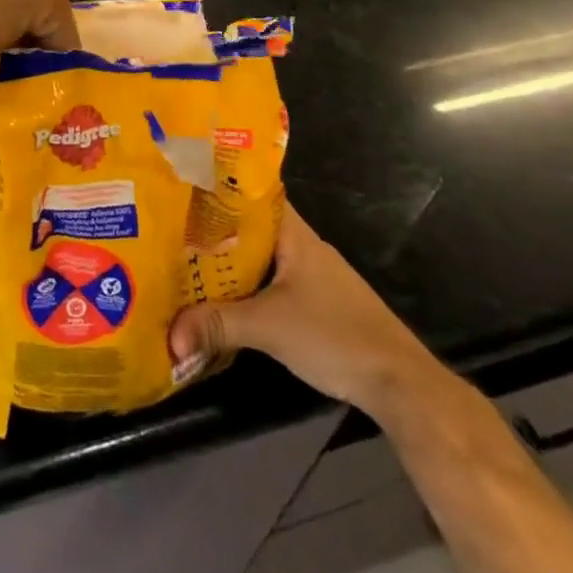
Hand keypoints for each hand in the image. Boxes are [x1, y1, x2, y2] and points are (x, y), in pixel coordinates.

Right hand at [168, 198, 439, 419]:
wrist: (402, 385)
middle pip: (253, 228)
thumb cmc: (335, 336)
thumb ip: (217, 325)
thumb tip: (170, 336)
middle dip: (216, 229)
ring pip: (263, 257)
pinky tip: (228, 298)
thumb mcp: (268, 328)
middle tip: (174, 228)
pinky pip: (275, 282)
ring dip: (232, 261)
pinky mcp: (321, 305)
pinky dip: (250, 286)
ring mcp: (316, 277)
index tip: (185, 187)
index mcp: (295, 235)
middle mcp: (305, 247)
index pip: (254, 194)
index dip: (220, 188)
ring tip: (189, 260)